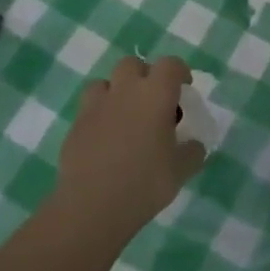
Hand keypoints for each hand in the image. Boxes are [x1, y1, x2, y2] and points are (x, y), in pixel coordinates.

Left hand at [54, 55, 205, 230]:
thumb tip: (193, 146)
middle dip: (145, 75)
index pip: (170, 65)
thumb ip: (192, 152)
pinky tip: (106, 139)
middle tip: (154, 101)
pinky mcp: (75, 126)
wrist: (92, 206)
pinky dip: (100, 115)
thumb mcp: (181, 170)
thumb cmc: (145, 183)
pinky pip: (89, 108)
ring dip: (117, 91)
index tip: (184, 88)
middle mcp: (124, 91)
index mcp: (155, 95)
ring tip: (126, 116)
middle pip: (133, 64)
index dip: (179, 72)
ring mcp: (95, 107)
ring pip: (105, 82)